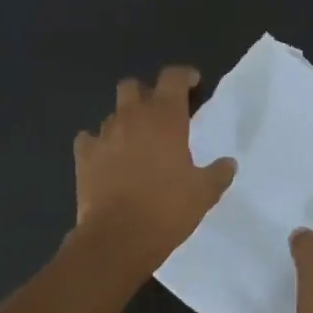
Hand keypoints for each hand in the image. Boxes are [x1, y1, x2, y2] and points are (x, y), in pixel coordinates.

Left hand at [73, 66, 236, 272]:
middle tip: (160, 113)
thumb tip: (228, 163)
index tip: (193, 84)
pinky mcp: (83, 157)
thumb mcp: (204, 193)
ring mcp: (104, 135)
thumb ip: (218, 173)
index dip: (184, 76)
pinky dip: (98, 144)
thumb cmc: (167, 209)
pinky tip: (107, 158)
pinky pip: (89, 139)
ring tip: (136, 142)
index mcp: (165, 118)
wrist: (118, 237)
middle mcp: (132, 117)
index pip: (173, 78)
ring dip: (125, 121)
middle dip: (146, 93)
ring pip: (112, 114)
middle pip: (133, 86)